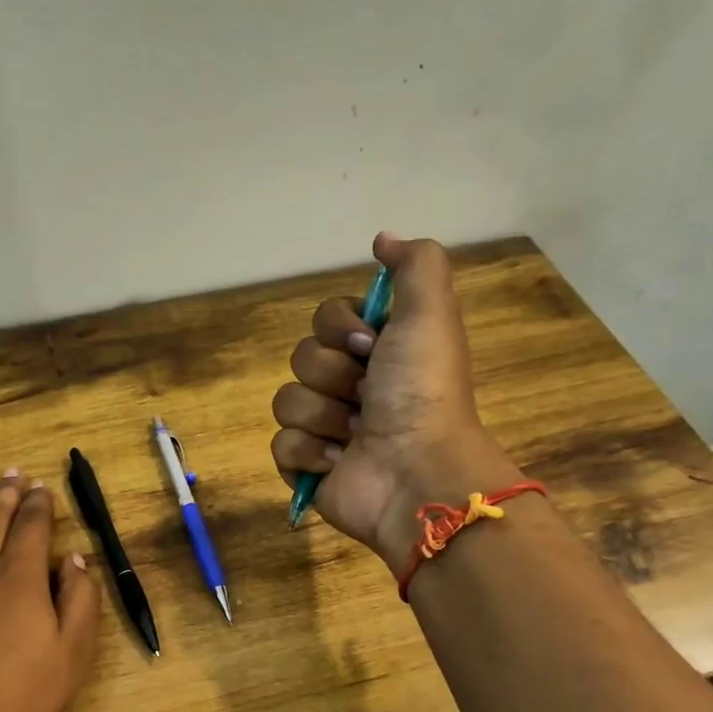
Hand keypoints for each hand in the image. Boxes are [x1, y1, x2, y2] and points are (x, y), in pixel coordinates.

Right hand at [271, 233, 522, 562]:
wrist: (416, 472)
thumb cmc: (423, 392)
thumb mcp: (431, 312)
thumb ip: (415, 264)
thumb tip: (382, 239)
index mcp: (378, 351)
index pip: (326, 318)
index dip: (341, 328)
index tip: (370, 346)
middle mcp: (352, 385)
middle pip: (302, 356)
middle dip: (333, 375)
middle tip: (367, 396)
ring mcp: (327, 428)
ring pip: (287, 400)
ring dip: (322, 416)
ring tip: (355, 435)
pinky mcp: (309, 467)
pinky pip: (281, 444)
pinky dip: (308, 453)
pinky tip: (338, 462)